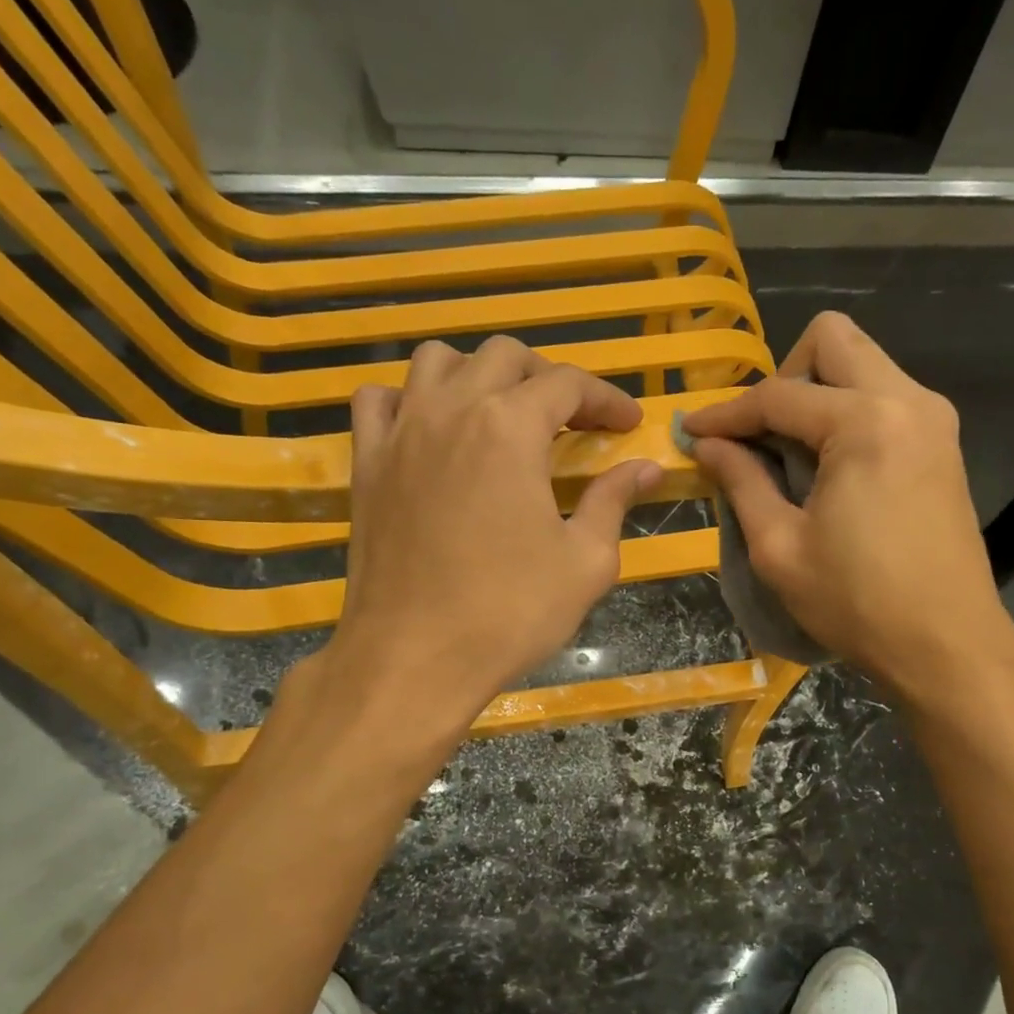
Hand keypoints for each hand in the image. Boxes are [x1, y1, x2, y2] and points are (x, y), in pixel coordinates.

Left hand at [306, 337, 661, 736]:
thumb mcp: (585, 561)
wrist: (415, 657)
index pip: (568, 383)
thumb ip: (614, 501)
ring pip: (437, 362)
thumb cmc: (510, 612)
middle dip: (548, 378)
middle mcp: (452, 410)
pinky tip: (431, 429)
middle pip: (504, 356)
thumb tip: (646, 468)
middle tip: (574, 422)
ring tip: (503, 414)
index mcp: (511, 428)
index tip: (628, 426)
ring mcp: (400, 432)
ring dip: (480, 375)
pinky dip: (410, 399)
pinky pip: (379, 399)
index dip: (607, 399)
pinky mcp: (366, 463)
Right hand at [680, 312, 1013, 705]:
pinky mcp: (943, 443)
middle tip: (759, 434)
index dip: (726, 414)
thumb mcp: (780, 547)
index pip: (778, 395)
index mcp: (865, 422)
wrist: (947, 645)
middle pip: (833, 339)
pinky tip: (827, 464)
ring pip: (863, 363)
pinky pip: (885, 396)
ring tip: (788, 451)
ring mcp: (933, 418)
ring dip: (817, 391)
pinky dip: (846, 412)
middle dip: (783, 376)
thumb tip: (706, 444)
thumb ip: (741, 482)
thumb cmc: (857, 603)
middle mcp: (908, 400)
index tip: (691, 432)